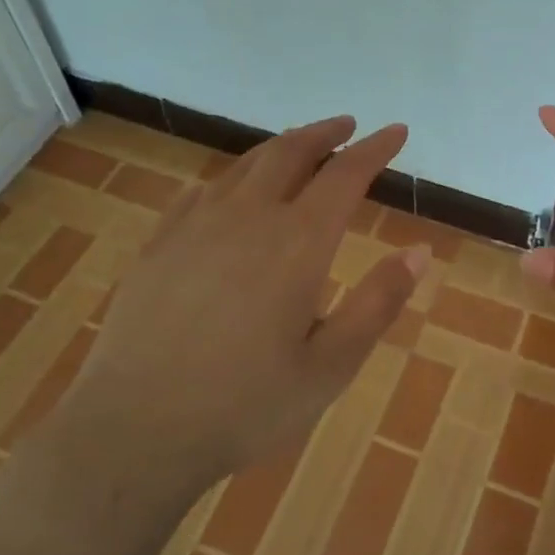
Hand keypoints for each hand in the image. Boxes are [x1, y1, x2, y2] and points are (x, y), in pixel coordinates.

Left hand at [68, 116, 429, 487]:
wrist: (135, 428)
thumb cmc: (245, 405)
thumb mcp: (331, 366)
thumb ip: (378, 303)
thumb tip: (419, 252)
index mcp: (297, 242)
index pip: (345, 175)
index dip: (375, 149)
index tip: (395, 130)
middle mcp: (248, 217)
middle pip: (291, 153)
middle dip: (324, 134)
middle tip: (346, 127)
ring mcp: (196, 225)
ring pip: (245, 165)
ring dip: (279, 148)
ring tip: (298, 147)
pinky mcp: (159, 243)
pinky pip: (201, 191)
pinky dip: (230, 178)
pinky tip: (229, 190)